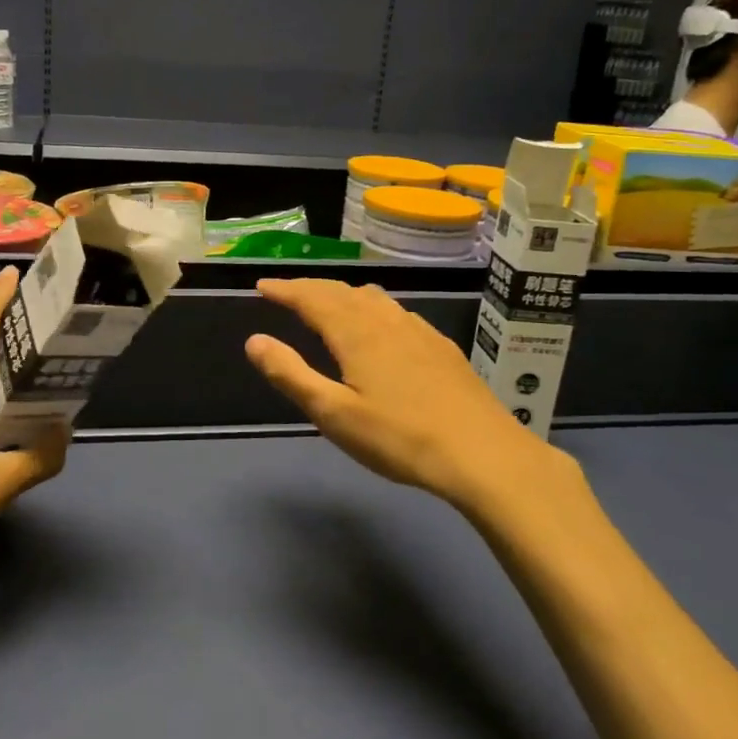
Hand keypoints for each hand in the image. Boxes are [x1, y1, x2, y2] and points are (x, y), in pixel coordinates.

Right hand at [244, 278, 581, 514]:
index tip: (262, 285)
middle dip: (310, 288)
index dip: (285, 289)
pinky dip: (373, 308)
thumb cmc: (400, 438)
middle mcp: (387, 321)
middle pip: (342, 292)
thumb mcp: (335, 414)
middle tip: (286, 292)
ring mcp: (419, 331)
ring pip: (373, 299)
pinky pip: (397, 312)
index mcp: (357, 333)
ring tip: (328, 304)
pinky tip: (381, 328)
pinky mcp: (441, 346)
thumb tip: (254, 341)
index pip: (312, 298)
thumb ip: (291, 375)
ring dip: (342, 295)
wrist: (483, 453)